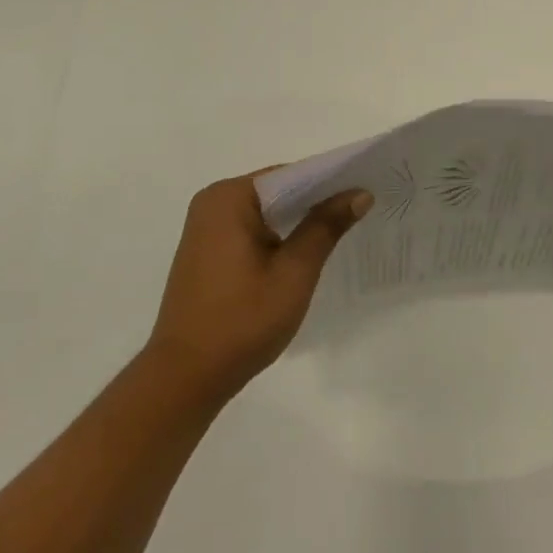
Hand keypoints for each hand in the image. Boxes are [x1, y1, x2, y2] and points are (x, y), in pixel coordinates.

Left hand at [144, 171, 371, 400]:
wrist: (186, 376)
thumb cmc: (243, 321)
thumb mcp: (294, 272)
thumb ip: (325, 227)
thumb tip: (359, 193)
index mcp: (229, 198)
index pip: (290, 175)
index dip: (330, 182)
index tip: (365, 188)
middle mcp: (212, 203)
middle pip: (277, 191)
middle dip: (315, 201)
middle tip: (361, 209)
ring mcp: (205, 228)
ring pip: (265, 212)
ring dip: (297, 221)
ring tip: (342, 229)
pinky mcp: (206, 252)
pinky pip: (250, 230)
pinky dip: (277, 236)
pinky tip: (304, 252)